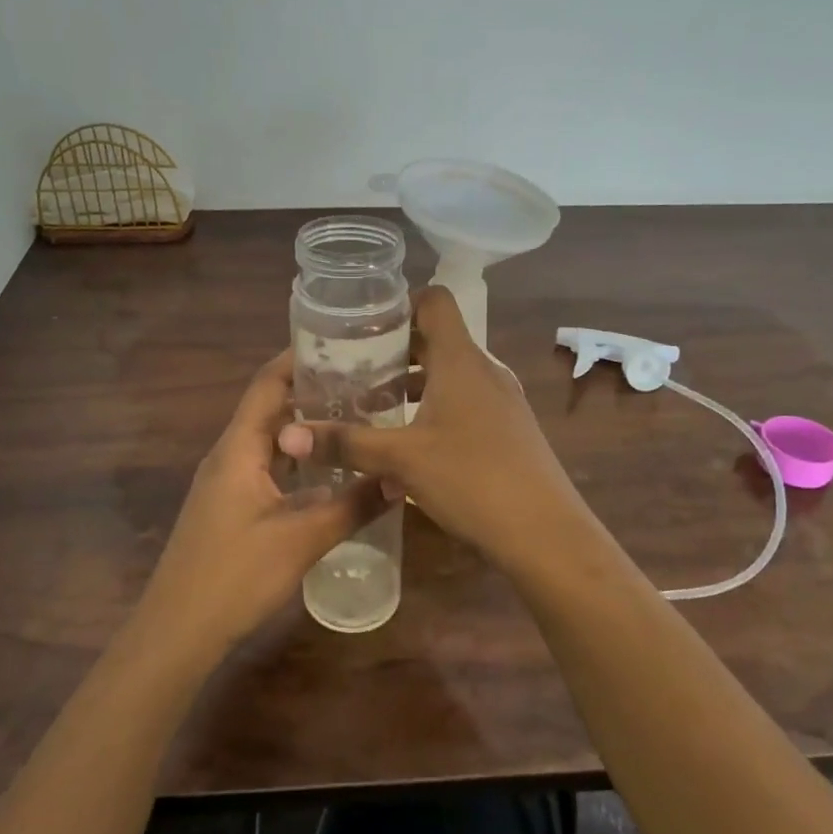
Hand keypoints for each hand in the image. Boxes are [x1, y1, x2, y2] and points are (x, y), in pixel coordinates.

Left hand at [138, 350, 388, 650]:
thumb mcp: (302, 539)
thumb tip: (402, 477)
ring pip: (271, 440)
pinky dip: (298, 460)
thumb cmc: (234, 576)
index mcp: (239, 448)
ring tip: (355, 418)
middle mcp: (229, 455)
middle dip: (313, 391)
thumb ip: (353, 505)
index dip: (298, 357)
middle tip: (365, 382)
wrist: (176, 632)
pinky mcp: (230, 507)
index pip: (268, 383)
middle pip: (271, 408)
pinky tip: (330, 472)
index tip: (342, 344)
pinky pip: (268, 467)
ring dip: (307, 428)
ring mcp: (227, 482)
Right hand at [277, 287, 587, 576]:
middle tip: (352, 367)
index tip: (362, 326)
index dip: (399, 303)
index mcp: (461, 360)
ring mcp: (501, 400)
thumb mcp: (401, 460)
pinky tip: (408, 441)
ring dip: (413, 383)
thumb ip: (346, 443)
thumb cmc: (472, 479)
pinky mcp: (508, 429)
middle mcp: (484, 370)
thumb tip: (287, 435)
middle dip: (394, 349)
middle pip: (437, 338)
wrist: (546, 533)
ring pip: (450, 374)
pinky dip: (433, 407)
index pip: (434, 300)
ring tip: (372, 404)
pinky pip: (464, 402)